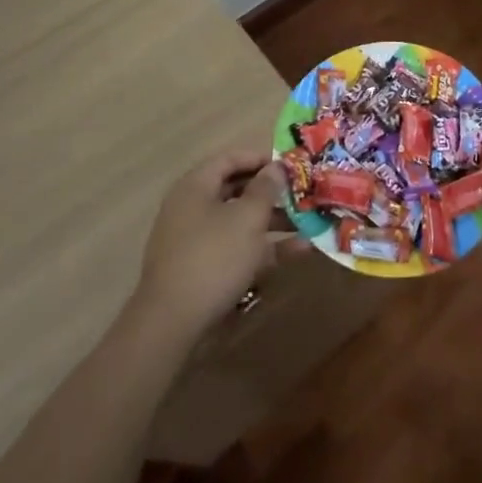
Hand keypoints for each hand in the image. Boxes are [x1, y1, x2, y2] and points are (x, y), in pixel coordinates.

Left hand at [132, 150, 286, 338]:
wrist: (173, 323)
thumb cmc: (213, 257)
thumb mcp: (247, 218)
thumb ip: (265, 189)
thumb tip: (276, 168)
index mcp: (196, 187)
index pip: (230, 159)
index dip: (261, 158)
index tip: (291, 165)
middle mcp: (192, 208)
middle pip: (236, 190)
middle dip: (271, 192)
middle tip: (302, 193)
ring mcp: (196, 241)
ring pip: (239, 222)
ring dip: (273, 221)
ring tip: (308, 223)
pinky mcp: (203, 271)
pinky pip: (237, 249)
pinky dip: (264, 248)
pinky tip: (298, 251)